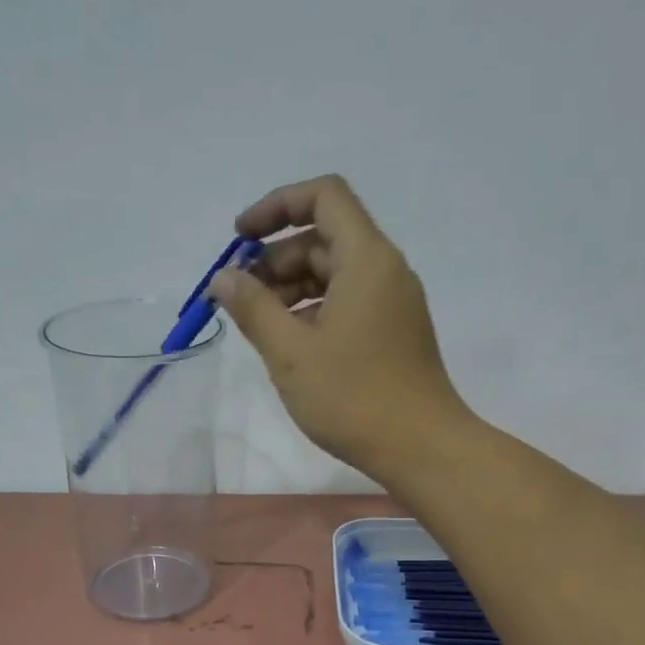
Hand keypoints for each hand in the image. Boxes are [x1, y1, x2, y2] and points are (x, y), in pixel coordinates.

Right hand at [211, 174, 470, 476]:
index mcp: (366, 259)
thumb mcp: (291, 354)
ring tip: (259, 325)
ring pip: (335, 273)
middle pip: (325, 237)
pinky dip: (314, 310)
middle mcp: (385, 270)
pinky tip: (290, 344)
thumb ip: (253, 309)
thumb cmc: (353, 398)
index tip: (239, 239)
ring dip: (292, 288)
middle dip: (276, 258)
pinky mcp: (393, 331)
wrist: (421, 448)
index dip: (276, 206)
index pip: (323, 197)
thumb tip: (223, 279)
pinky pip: (348, 302)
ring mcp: (393, 302)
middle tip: (240, 297)